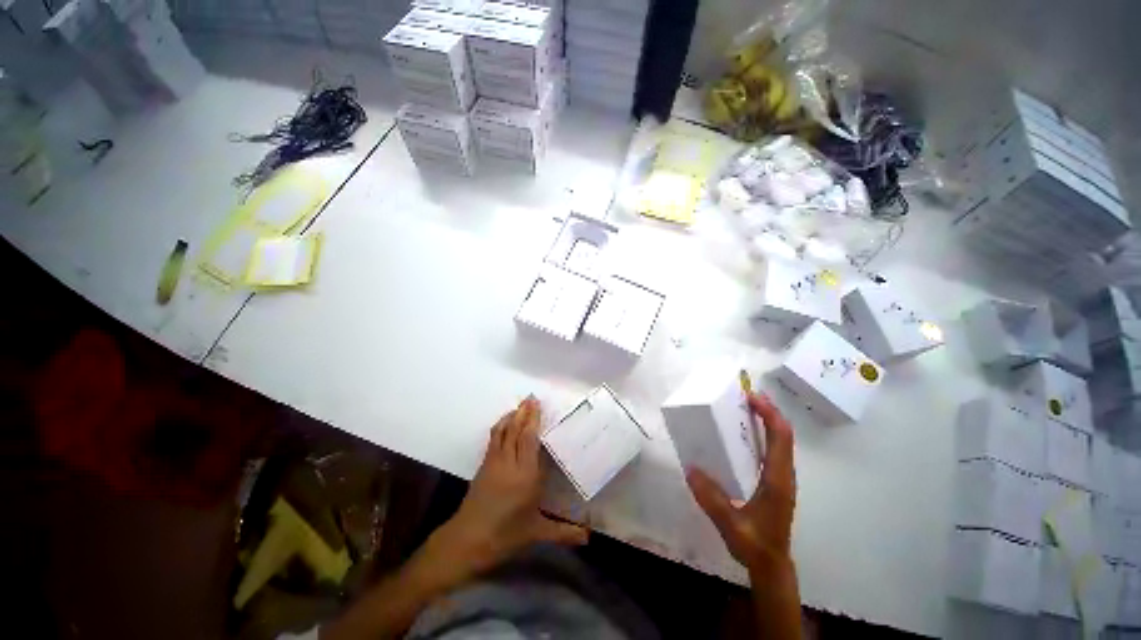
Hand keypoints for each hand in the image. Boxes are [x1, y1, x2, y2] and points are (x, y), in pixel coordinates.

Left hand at [423, 397, 587, 582]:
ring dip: (512, 416)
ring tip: (520, 406)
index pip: (529, 439)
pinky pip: (493, 438)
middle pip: (516, 430)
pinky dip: (501, 426)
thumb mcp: (536, 533)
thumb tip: (589, 538)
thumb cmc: (505, 535)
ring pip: (503, 432)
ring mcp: (494, 462)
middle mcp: (509, 463)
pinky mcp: (483, 465)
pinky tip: (505, 424)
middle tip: (531, 398)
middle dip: (524, 413)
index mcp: (525, 475)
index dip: (533, 420)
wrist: (467, 540)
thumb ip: (564, 532)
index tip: (537, 404)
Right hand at [686, 393, 795, 571]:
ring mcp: (781, 477)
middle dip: (767, 410)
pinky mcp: (775, 480)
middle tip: (744, 395)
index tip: (750, 397)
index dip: (769, 414)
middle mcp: (783, 473)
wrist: (771, 564)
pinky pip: (773, 449)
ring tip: (743, 408)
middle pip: (783, 433)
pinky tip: (743, 434)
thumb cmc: (754, 544)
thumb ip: (711, 498)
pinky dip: (763, 433)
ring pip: (780, 440)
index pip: (780, 438)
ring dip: (766, 420)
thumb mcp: (730, 524)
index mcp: (776, 479)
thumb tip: (690, 468)